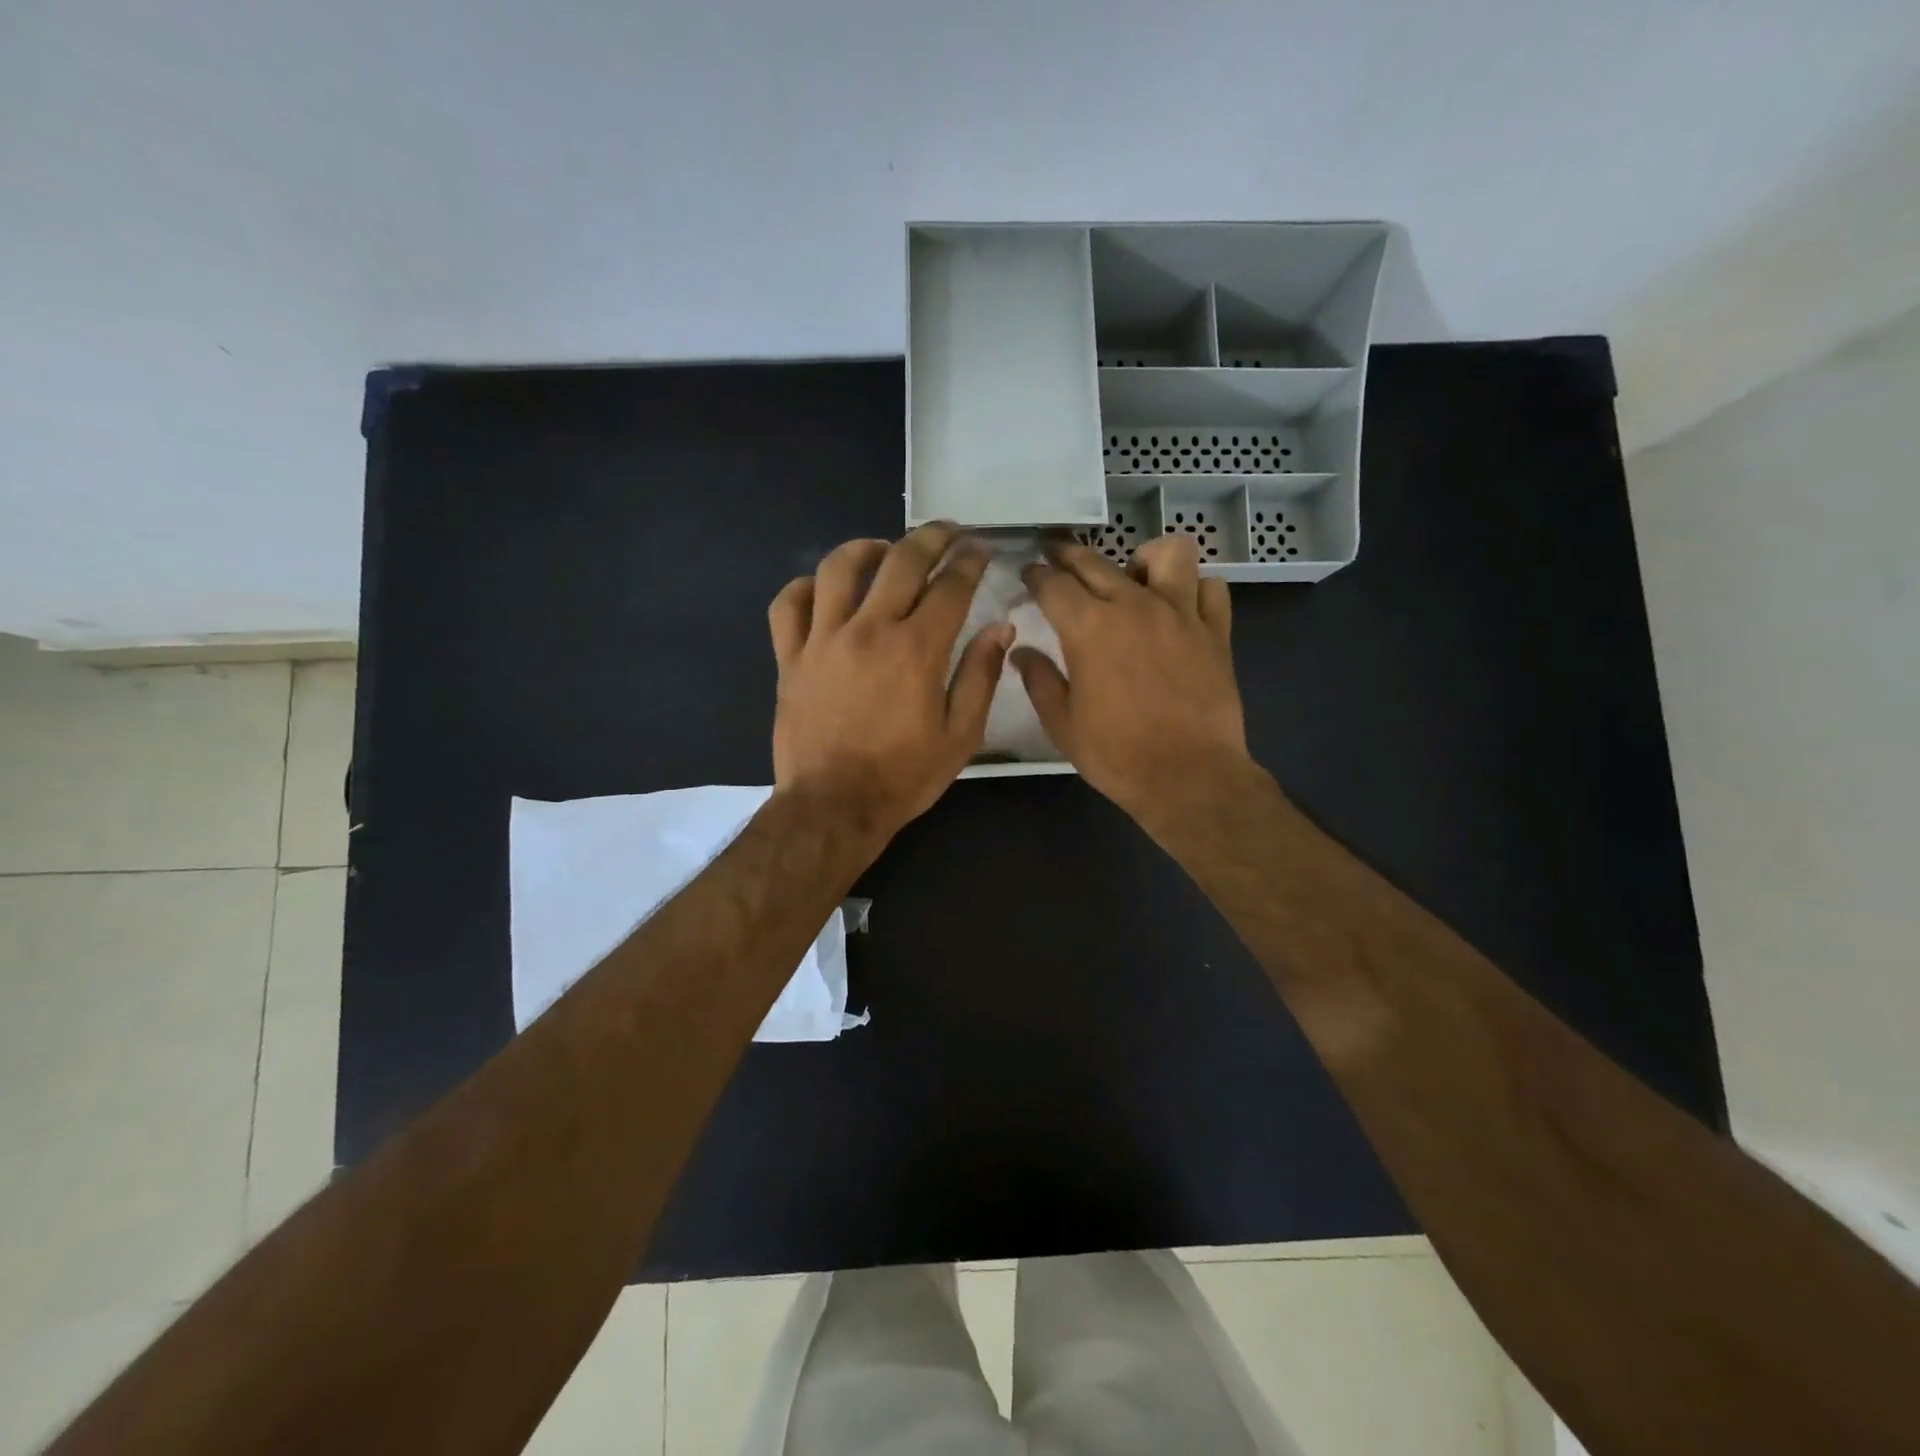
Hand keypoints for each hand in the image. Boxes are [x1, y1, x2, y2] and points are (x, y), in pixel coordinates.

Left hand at [769, 523, 1010, 843]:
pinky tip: (823, 589)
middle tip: (946, 532)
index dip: (970, 562)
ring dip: (866, 548)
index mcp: (917, 649)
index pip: (950, 586)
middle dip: (930, 537)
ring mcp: (823, 640)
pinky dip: (805, 587)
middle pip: (900, 561)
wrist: (834, 806)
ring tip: (884, 549)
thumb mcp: (960, 736)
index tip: (981, 550)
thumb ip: (980, 676)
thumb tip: (999, 628)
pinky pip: (788, 605)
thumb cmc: (903, 776)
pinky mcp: (790, 657)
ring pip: (838, 568)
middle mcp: (869, 630)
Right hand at [1015, 534, 1252, 826]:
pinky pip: (1211, 589)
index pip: (1053, 584)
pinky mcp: (1215, 632)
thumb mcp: (1062, 723)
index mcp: (1089, 628)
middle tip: (1055, 553)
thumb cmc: (1116, 754)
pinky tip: (1181, 608)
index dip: (1035, 575)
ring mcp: (1180, 614)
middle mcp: (1134, 606)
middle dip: (1068, 553)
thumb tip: (1021, 652)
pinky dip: (1194, 590)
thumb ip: (1039, 680)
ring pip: (1168, 554)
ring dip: (1144, 559)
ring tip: (1134, 578)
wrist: (1188, 776)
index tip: (1028, 573)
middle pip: (1096, 561)